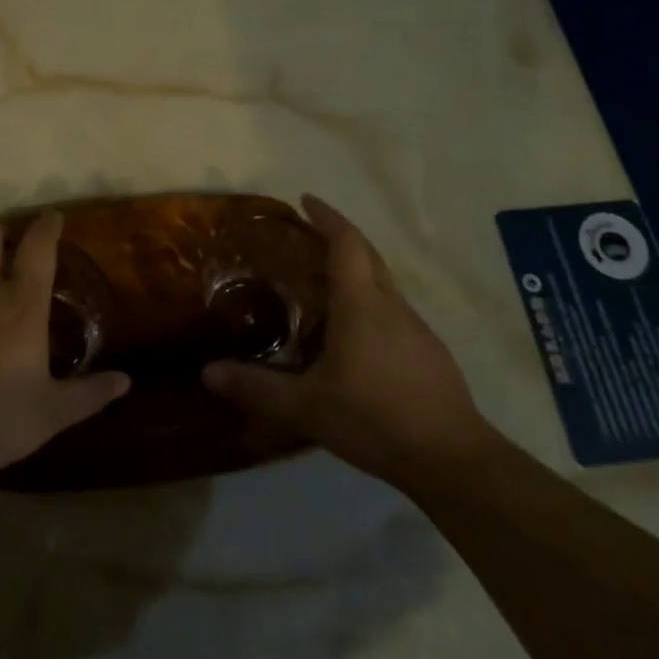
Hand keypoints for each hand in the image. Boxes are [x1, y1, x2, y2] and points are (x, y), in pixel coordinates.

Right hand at [202, 195, 495, 490]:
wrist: (451, 458)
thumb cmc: (374, 418)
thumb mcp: (306, 407)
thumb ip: (256, 387)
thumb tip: (207, 372)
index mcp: (361, 304)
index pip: (346, 243)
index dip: (327, 217)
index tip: (306, 200)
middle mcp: (391, 305)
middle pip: (368, 254)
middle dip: (340, 235)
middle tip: (308, 235)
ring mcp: (417, 328)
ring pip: (383, 283)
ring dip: (356, 270)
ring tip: (324, 285)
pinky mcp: (429, 351)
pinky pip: (394, 310)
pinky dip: (371, 302)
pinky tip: (356, 336)